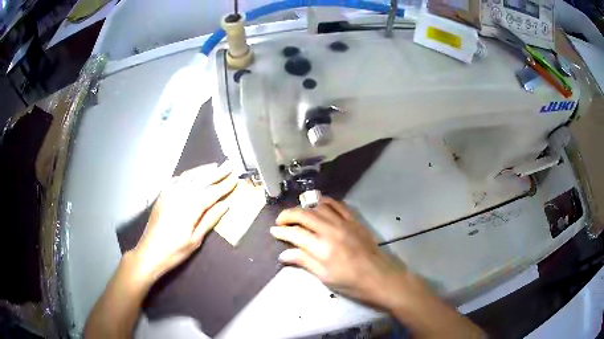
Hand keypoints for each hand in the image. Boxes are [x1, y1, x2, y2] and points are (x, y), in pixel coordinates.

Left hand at [131, 162, 236, 284]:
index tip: (235, 178)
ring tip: (214, 166)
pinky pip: (175, 180)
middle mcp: (179, 196)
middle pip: (201, 181)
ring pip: (188, 177)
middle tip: (229, 165)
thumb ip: (210, 220)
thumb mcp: (195, 240)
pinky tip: (192, 174)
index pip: (211, 193)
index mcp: (189, 209)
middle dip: (216, 173)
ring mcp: (168, 194)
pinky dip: (186, 175)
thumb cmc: (174, 251)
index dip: (224, 186)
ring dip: (202, 170)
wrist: (149, 253)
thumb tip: (225, 205)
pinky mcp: (162, 196)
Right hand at [270, 197, 414, 308]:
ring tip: (297, 213)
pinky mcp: (355, 220)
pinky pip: (338, 205)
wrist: (380, 277)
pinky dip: (326, 202)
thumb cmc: (351, 283)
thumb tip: (283, 254)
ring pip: (319, 206)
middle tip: (280, 221)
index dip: (281, 231)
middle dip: (288, 215)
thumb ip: (304, 261)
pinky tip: (319, 205)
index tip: (273, 231)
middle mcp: (331, 230)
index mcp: (322, 248)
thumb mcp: (325, 277)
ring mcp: (344, 223)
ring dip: (305, 207)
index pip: (295, 233)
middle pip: (304, 215)